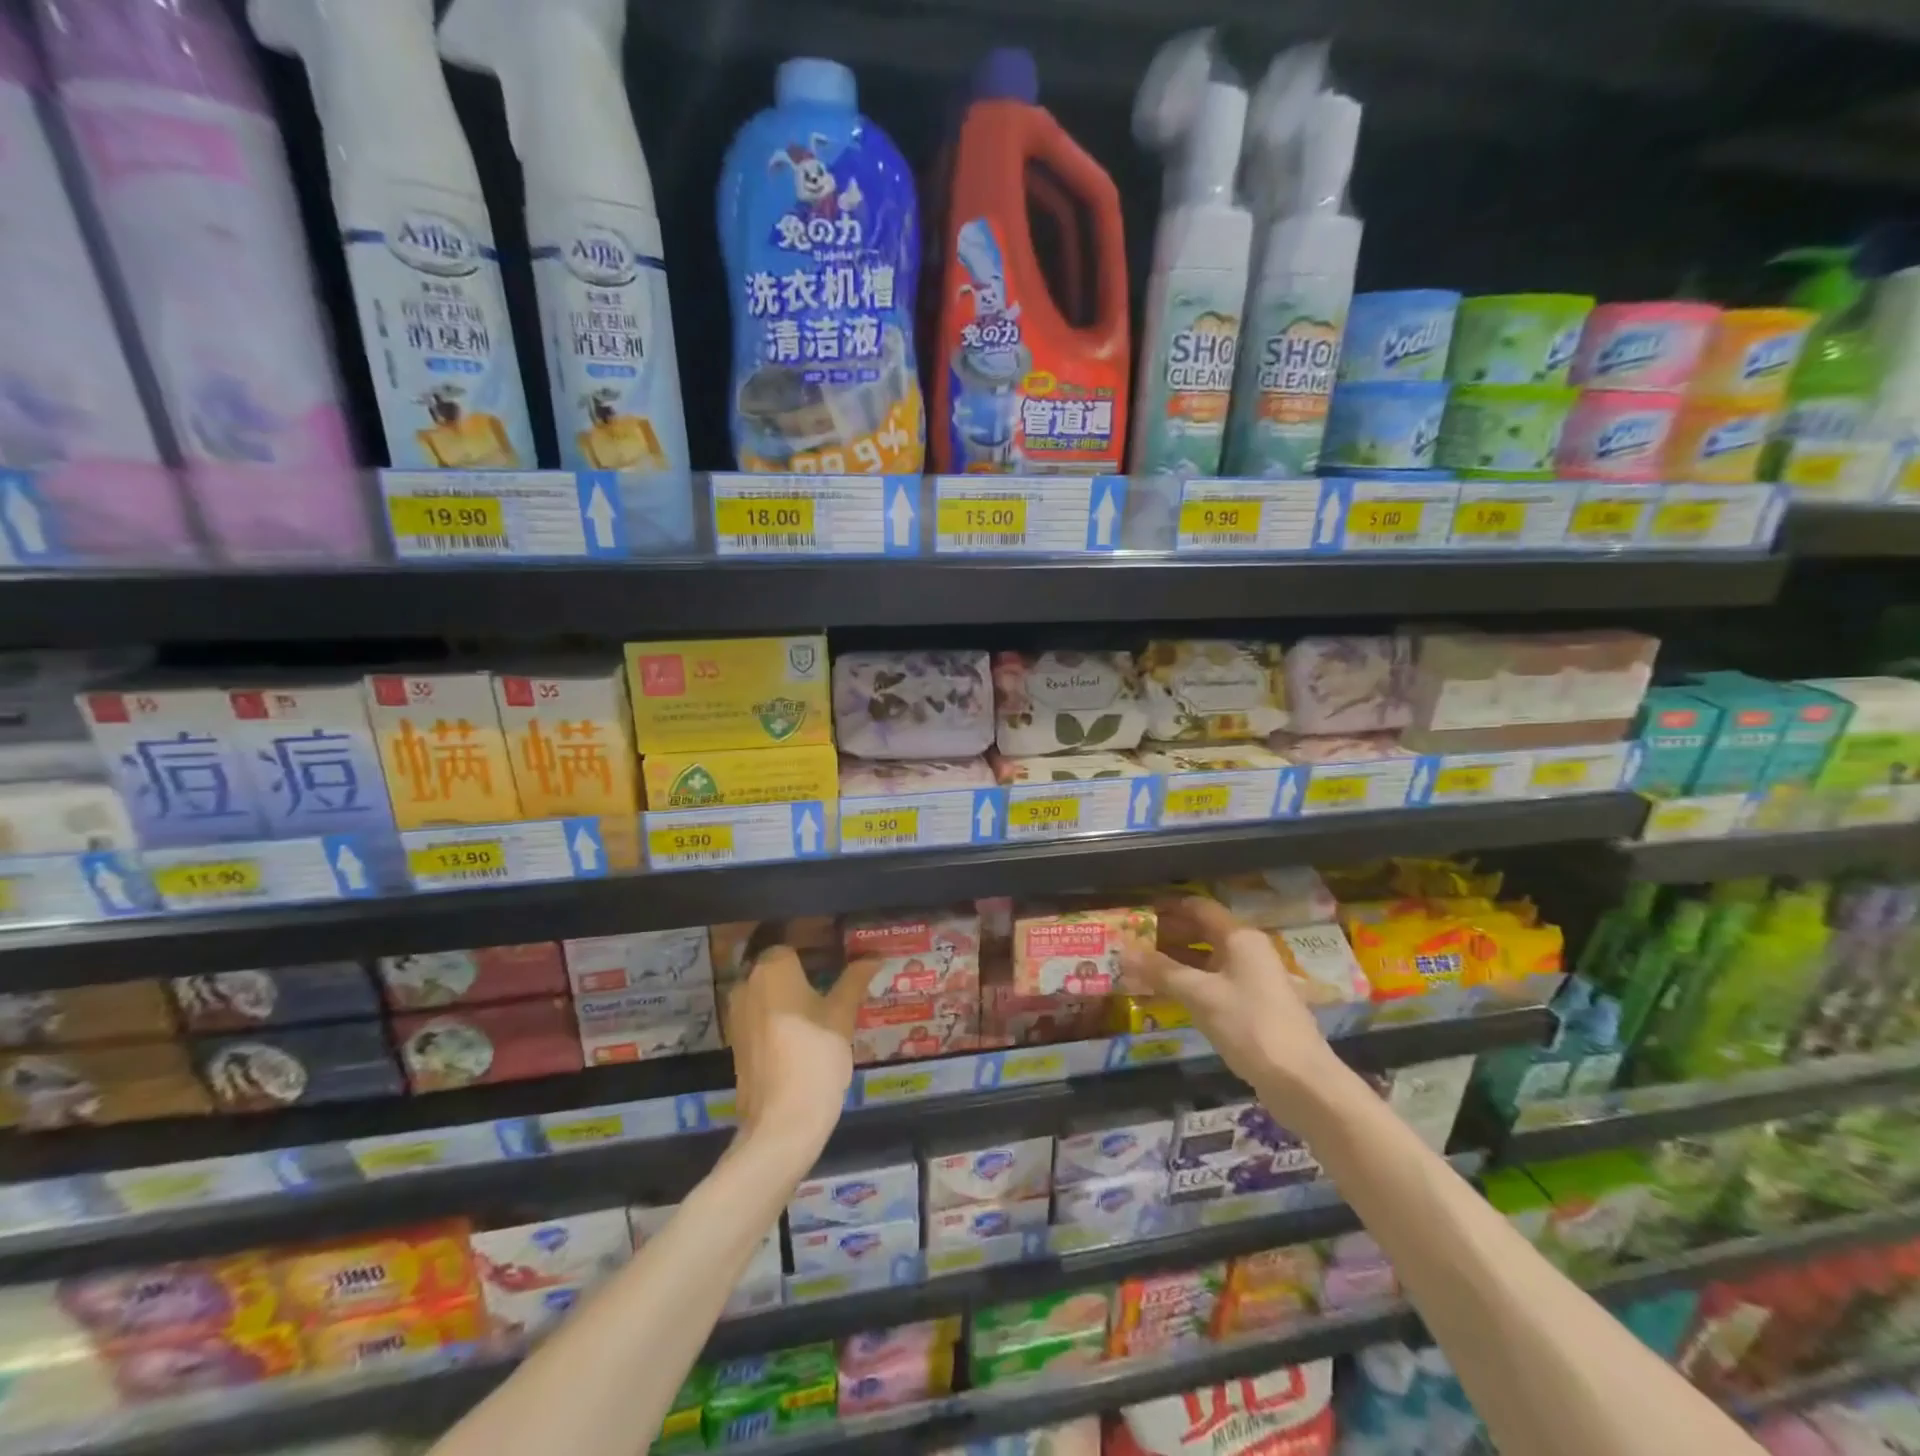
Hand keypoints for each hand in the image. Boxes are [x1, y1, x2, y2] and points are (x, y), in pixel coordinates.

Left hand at [725, 942, 869, 1158]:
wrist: (782, 1123)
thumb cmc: (815, 1056)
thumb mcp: (842, 1015)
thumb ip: (855, 980)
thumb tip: (875, 956)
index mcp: (771, 968)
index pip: (794, 943)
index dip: (817, 948)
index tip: (839, 956)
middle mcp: (747, 984)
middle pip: (778, 967)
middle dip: (804, 971)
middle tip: (837, 980)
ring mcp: (737, 1015)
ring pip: (769, 993)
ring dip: (791, 995)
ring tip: (825, 1005)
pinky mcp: (738, 1043)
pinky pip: (761, 1017)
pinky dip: (780, 1018)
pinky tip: (805, 1032)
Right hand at [1121, 896, 1340, 1113]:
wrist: (1301, 1081)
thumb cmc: (1249, 1025)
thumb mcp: (1200, 995)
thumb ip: (1160, 970)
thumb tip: (1122, 951)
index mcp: (1240, 938)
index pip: (1199, 908)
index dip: (1168, 907)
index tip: (1138, 913)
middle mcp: (1248, 951)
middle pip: (1203, 932)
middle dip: (1167, 935)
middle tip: (1132, 942)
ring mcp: (1253, 979)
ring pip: (1207, 960)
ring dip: (1176, 962)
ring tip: (1141, 968)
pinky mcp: (1253, 1006)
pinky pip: (1214, 983)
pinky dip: (1190, 983)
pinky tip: (1167, 994)